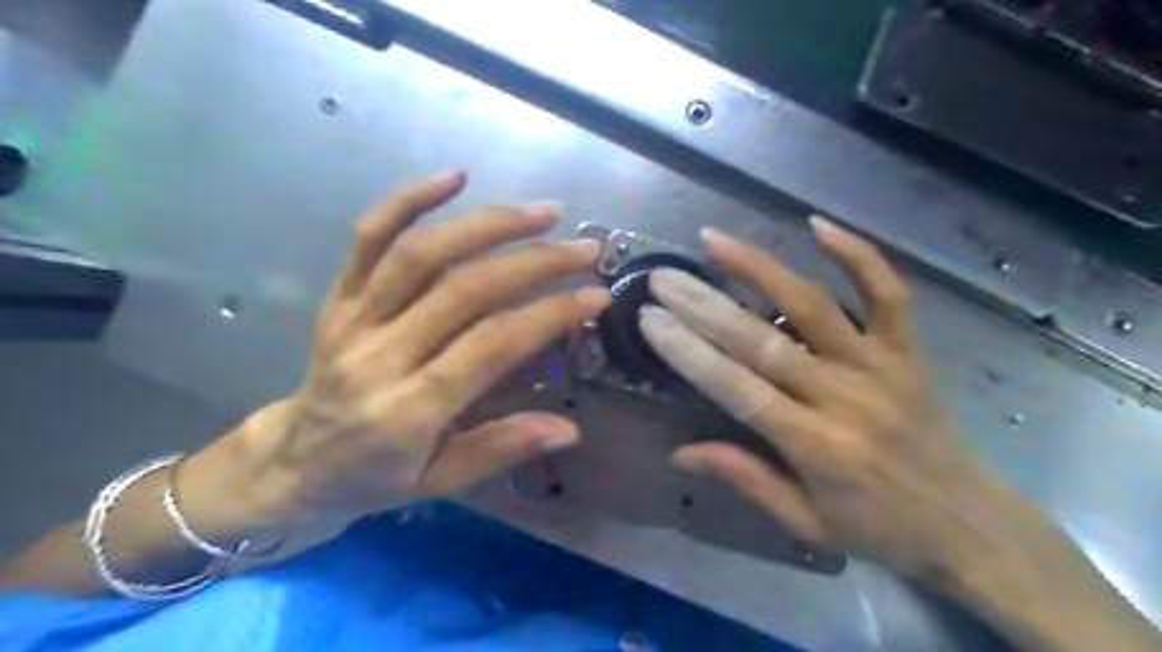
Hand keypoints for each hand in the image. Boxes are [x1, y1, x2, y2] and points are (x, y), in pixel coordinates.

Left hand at [182, 174, 608, 535]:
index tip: (595, 295)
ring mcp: (354, 318)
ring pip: (421, 253)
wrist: (292, 463)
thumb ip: (502, 448)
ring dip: (487, 224)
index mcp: (408, 410)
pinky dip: (409, 200)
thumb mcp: (440, 481)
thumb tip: (569, 429)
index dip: (548, 314)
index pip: (491, 346)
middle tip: (584, 248)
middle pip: (464, 289)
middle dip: (535, 262)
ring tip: (542, 213)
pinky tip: (455, 177)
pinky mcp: (338, 296)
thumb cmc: (374, 477)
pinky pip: (368, 237)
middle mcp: (379, 355)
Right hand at [639, 216, 1027, 585]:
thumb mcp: (804, 522)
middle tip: (664, 278)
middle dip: (705, 306)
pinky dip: (857, 254)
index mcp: (815, 446)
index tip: (651, 320)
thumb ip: (744, 478)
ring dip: (760, 267)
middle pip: (763, 342)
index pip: (737, 388)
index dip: (689, 352)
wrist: (969, 524)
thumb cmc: (878, 529)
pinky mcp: (909, 351)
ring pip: (814, 304)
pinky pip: (887, 293)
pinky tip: (817, 224)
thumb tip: (680, 452)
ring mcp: (880, 366)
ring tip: (715, 239)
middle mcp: (844, 397)